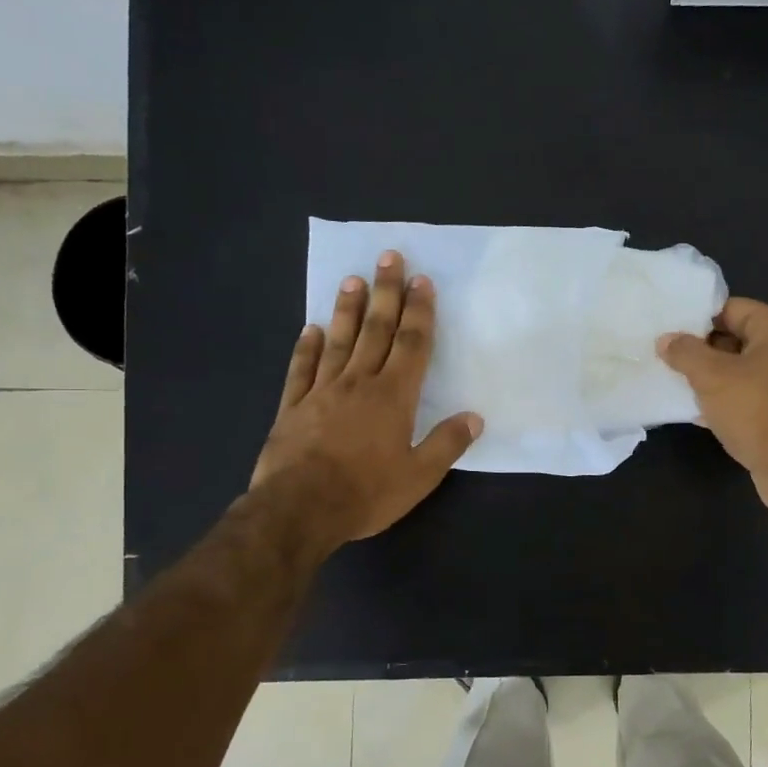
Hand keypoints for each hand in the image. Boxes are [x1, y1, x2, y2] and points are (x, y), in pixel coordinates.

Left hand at [248, 252, 481, 553]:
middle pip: (375, 330)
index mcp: (393, 397)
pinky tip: (311, 330)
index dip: (420, 312)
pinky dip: (306, 348)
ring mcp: (321, 392)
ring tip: (353, 280)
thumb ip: (447, 443)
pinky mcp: (292, 407)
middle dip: (386, 293)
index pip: (412, 345)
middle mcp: (358, 383)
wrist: (299, 509)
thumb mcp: (419, 476)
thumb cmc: (366, 493)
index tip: (422, 281)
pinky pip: (301, 369)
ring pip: (338, 341)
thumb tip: (475, 418)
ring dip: (347, 310)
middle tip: (388, 257)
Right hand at [658, 297, 767, 521]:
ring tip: (676, 384)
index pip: (731, 308)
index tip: (669, 332)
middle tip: (667, 359)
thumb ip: (685, 352)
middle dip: (701, 350)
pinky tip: (697, 412)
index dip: (698, 318)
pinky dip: (725, 401)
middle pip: (736, 339)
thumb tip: (666, 339)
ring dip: (710, 378)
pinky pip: (748, 397)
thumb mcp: (711, 376)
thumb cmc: (755, 410)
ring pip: (740, 371)